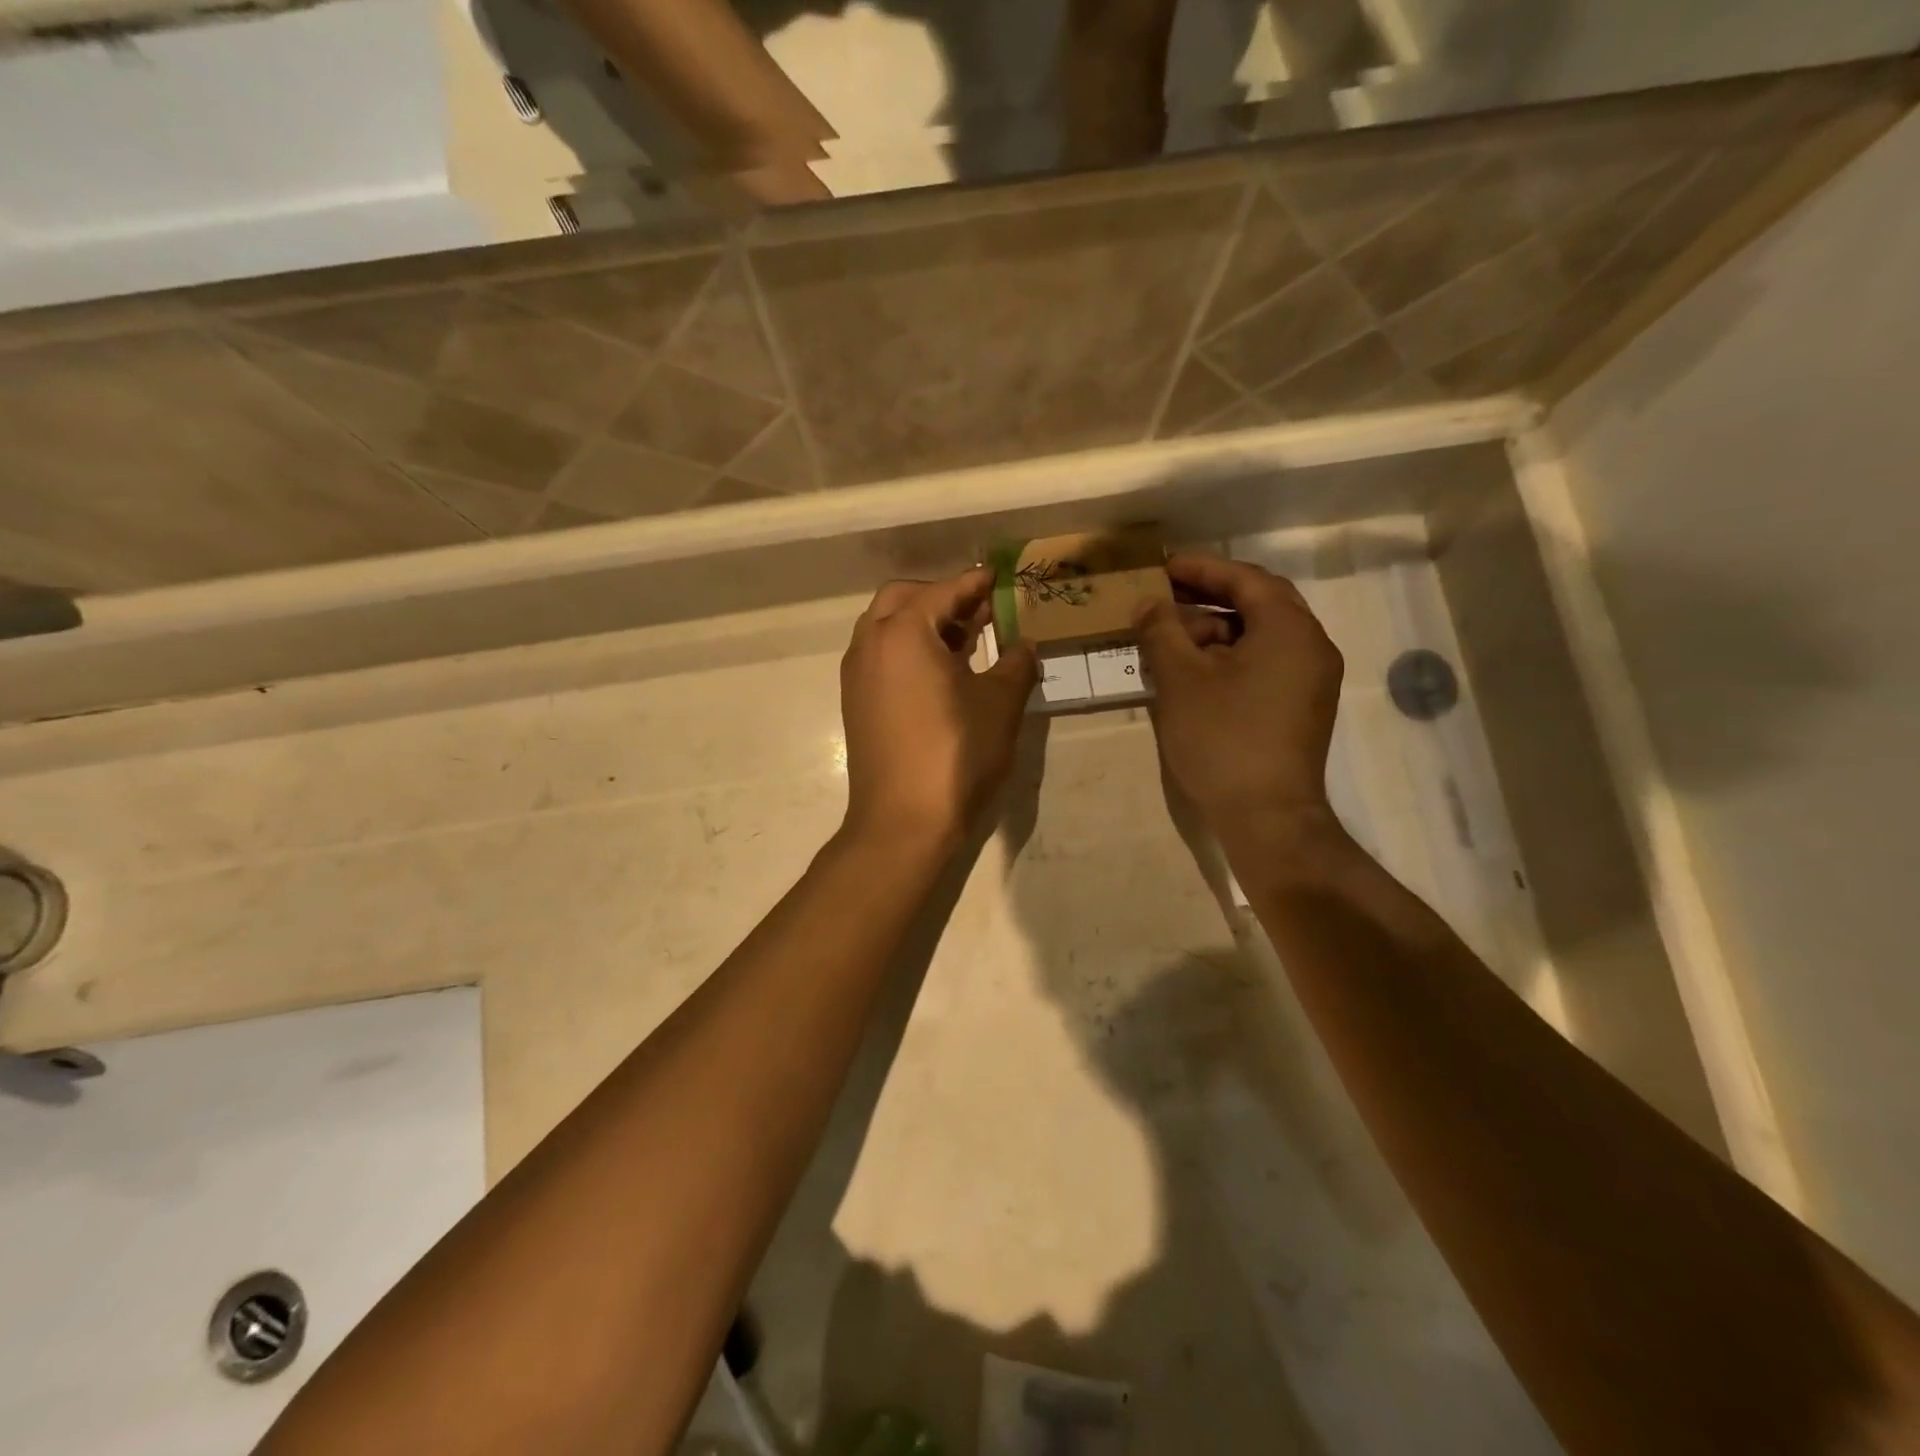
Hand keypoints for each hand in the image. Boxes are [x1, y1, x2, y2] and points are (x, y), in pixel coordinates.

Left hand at [839, 568, 1037, 852]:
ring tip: (966, 641)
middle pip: (903, 598)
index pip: (944, 591)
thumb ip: (1016, 664)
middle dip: (942, 597)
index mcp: (904, 632)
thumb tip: (1024, 645)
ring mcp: (858, 675)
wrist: (902, 821)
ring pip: (887, 627)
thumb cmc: (955, 754)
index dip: (976, 583)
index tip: (1000, 579)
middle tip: (980, 611)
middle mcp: (871, 644)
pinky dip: (908, 649)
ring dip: (923, 623)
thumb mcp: (1000, 705)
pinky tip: (941, 675)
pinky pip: (881, 656)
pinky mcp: (856, 703)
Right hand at [1134, 554, 1343, 856]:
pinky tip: (1192, 671)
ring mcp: (1311, 679)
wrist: (1267, 817)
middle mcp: (1311, 645)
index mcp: (1289, 629)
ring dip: (1215, 630)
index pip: (1245, 579)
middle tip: (1163, 598)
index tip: (1162, 567)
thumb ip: (1161, 631)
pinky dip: (1229, 657)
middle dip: (1207, 598)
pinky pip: (1265, 663)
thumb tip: (1148, 604)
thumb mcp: (1181, 680)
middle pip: (1258, 603)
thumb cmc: (1223, 739)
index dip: (1201, 568)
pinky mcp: (1302, 706)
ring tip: (1168, 639)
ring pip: (1260, 636)